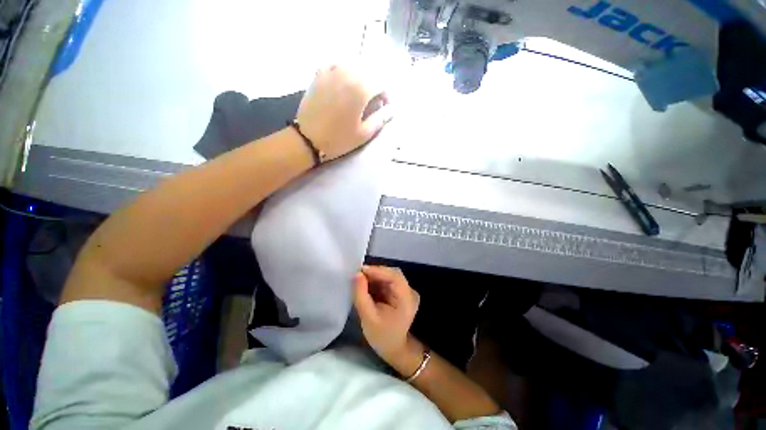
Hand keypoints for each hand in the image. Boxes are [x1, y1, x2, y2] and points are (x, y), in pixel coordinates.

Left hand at [296, 65, 392, 160]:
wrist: (308, 138)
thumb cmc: (339, 139)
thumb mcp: (364, 133)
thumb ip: (380, 119)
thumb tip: (391, 109)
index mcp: (361, 88)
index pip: (382, 83)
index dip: (386, 95)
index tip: (384, 108)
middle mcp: (347, 73)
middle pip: (369, 72)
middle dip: (375, 86)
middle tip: (373, 102)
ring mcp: (331, 71)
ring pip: (354, 66)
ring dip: (361, 78)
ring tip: (359, 94)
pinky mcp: (320, 74)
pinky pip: (337, 65)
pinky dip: (344, 72)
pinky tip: (343, 84)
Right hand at [353, 265, 419, 361]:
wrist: (394, 349)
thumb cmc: (382, 337)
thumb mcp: (368, 318)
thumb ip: (361, 295)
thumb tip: (356, 274)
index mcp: (407, 298)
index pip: (394, 277)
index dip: (377, 270)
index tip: (360, 270)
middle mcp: (409, 291)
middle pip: (393, 274)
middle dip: (375, 272)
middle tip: (358, 275)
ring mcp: (406, 291)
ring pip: (389, 276)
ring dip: (375, 276)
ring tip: (360, 280)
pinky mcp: (400, 292)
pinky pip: (388, 281)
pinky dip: (377, 281)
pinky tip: (366, 285)